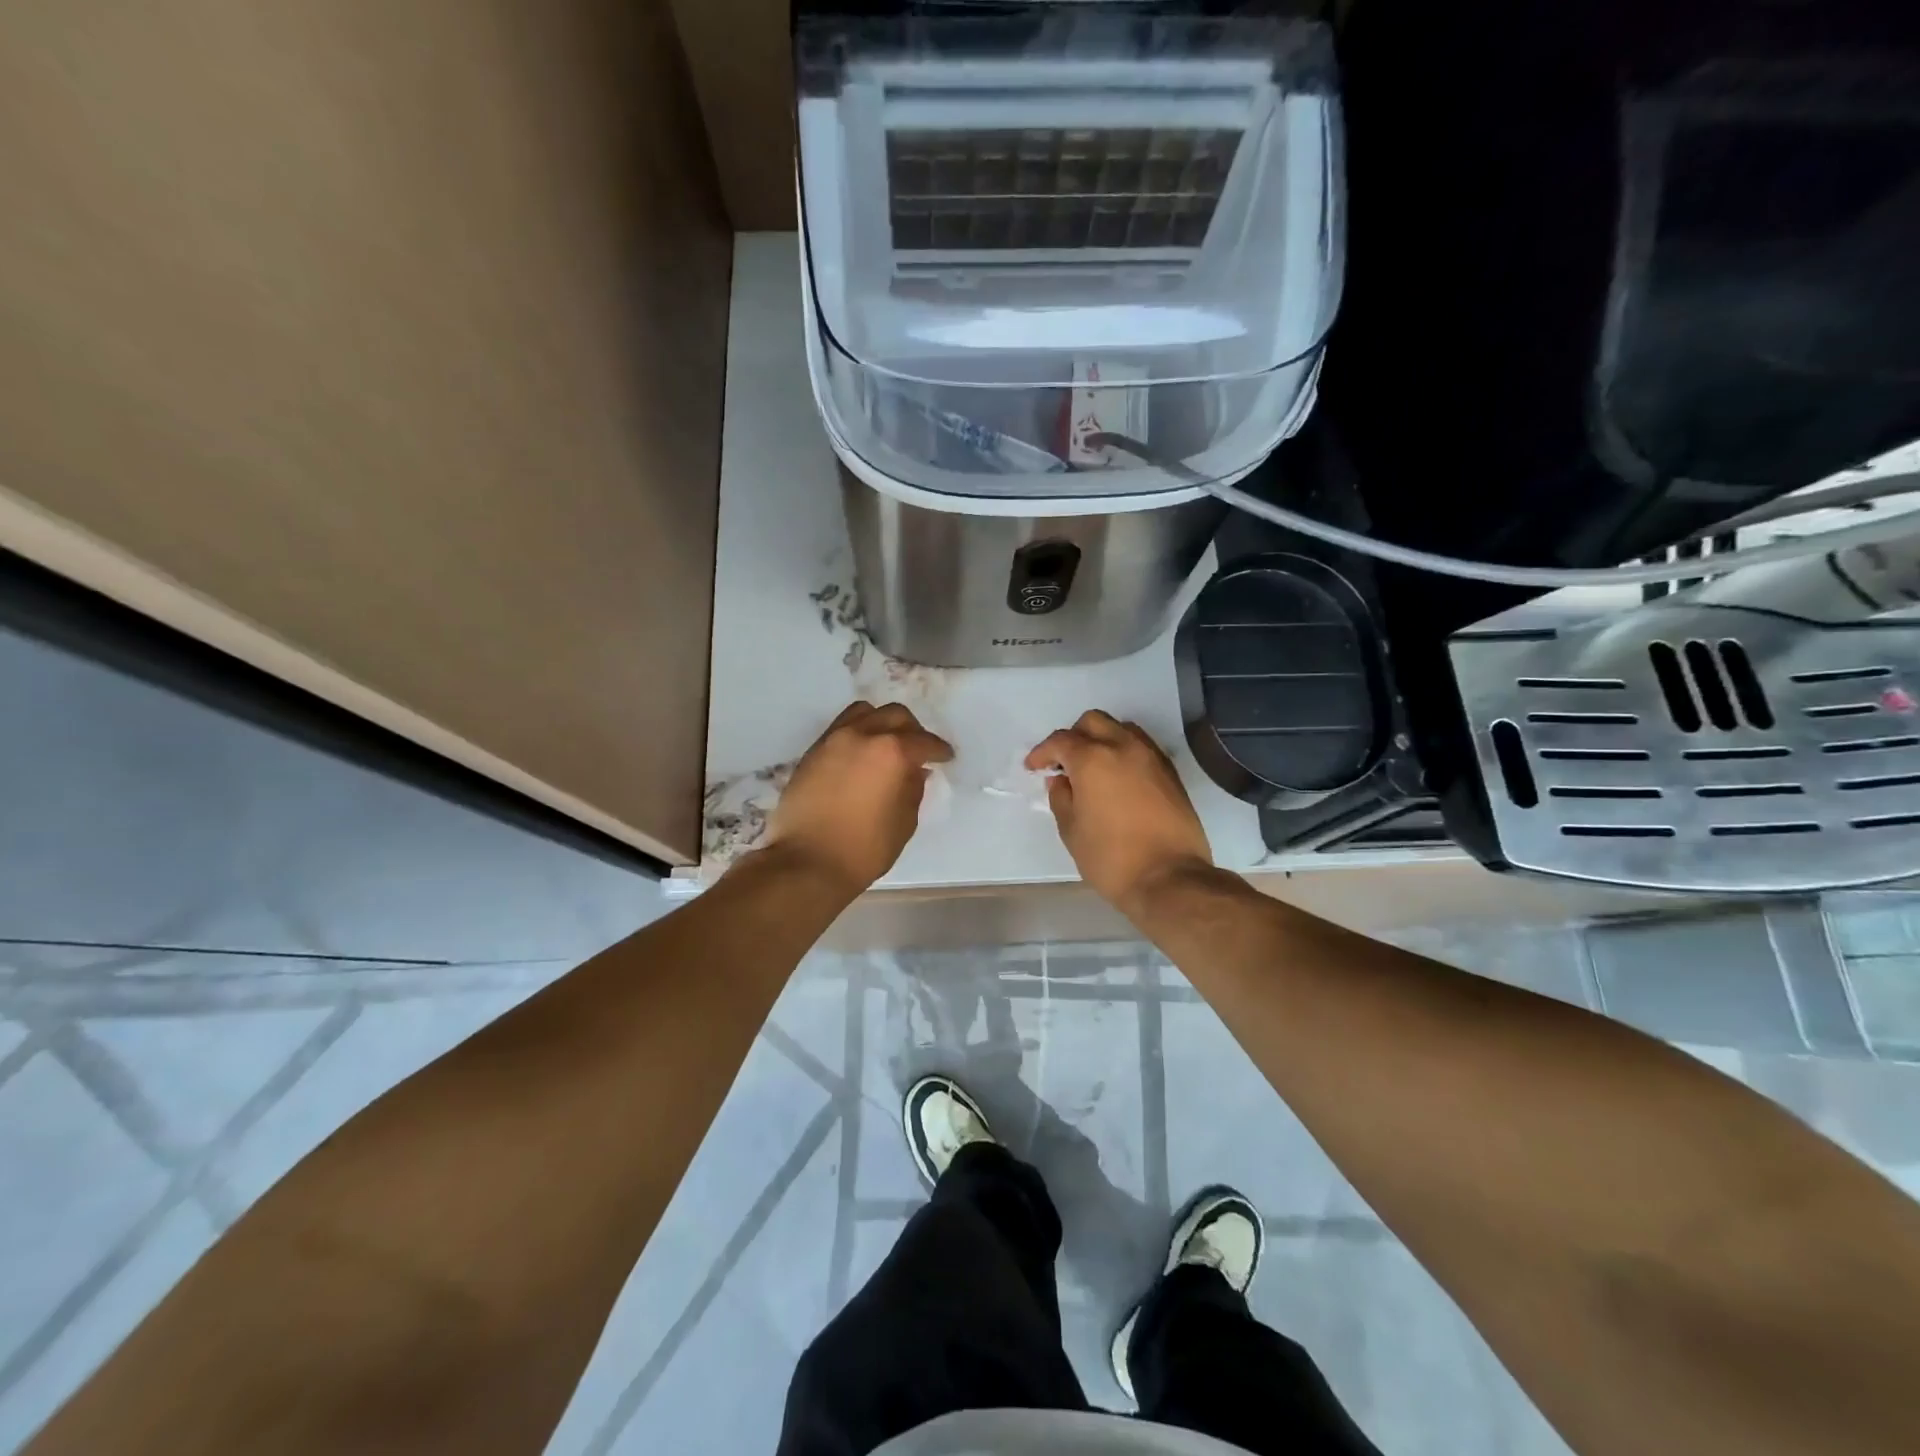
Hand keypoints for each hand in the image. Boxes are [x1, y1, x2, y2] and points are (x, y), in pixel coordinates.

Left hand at [760, 701, 952, 894]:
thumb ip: (913, 790)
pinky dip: (858, 733)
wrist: (807, 862)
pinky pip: (841, 728)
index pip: (923, 741)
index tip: (945, 758)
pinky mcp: (812, 752)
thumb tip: (914, 771)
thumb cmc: (864, 849)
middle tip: (918, 750)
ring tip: (886, 745)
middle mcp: (862, 735)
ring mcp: (833, 740)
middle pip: (894, 716)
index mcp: (891, 752)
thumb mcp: (904, 823)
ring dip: (881, 723)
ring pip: (864, 712)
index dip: (939, 750)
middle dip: (912, 730)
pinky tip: (861, 756)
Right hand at [1026, 710, 1212, 911]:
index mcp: (1093, 759)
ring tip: (1093, 768)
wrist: (1170, 878)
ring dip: (1102, 739)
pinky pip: (1142, 747)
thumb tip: (1061, 781)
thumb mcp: (1072, 831)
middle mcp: (1123, 747)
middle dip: (1073, 737)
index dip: (1042, 753)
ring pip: (1121, 729)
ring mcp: (1151, 757)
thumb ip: (1061, 798)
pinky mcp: (1170, 772)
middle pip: (1093, 722)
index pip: (1061, 741)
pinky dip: (1124, 752)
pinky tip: (1118, 779)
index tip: (1034, 768)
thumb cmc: (1112, 858)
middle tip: (1063, 764)